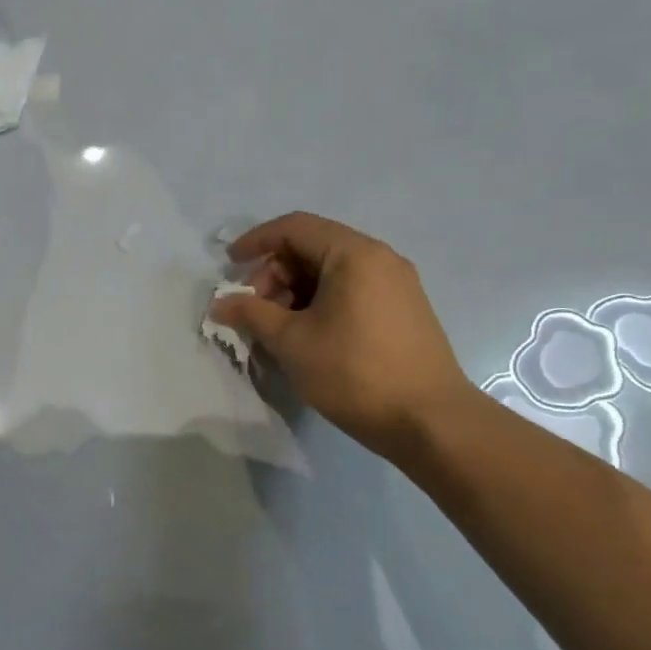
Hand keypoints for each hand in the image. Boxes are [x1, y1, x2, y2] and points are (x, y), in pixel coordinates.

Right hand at [212, 213, 474, 458]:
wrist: (431, 422)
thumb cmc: (354, 372)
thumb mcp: (291, 341)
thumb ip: (251, 313)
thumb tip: (220, 303)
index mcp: (354, 255)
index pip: (294, 228)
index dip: (255, 241)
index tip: (230, 267)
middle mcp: (380, 258)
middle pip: (313, 246)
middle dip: (275, 272)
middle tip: (255, 308)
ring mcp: (397, 284)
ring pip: (331, 270)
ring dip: (295, 289)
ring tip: (278, 326)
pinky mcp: (404, 309)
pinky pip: (352, 288)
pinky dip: (320, 300)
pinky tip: (307, 334)